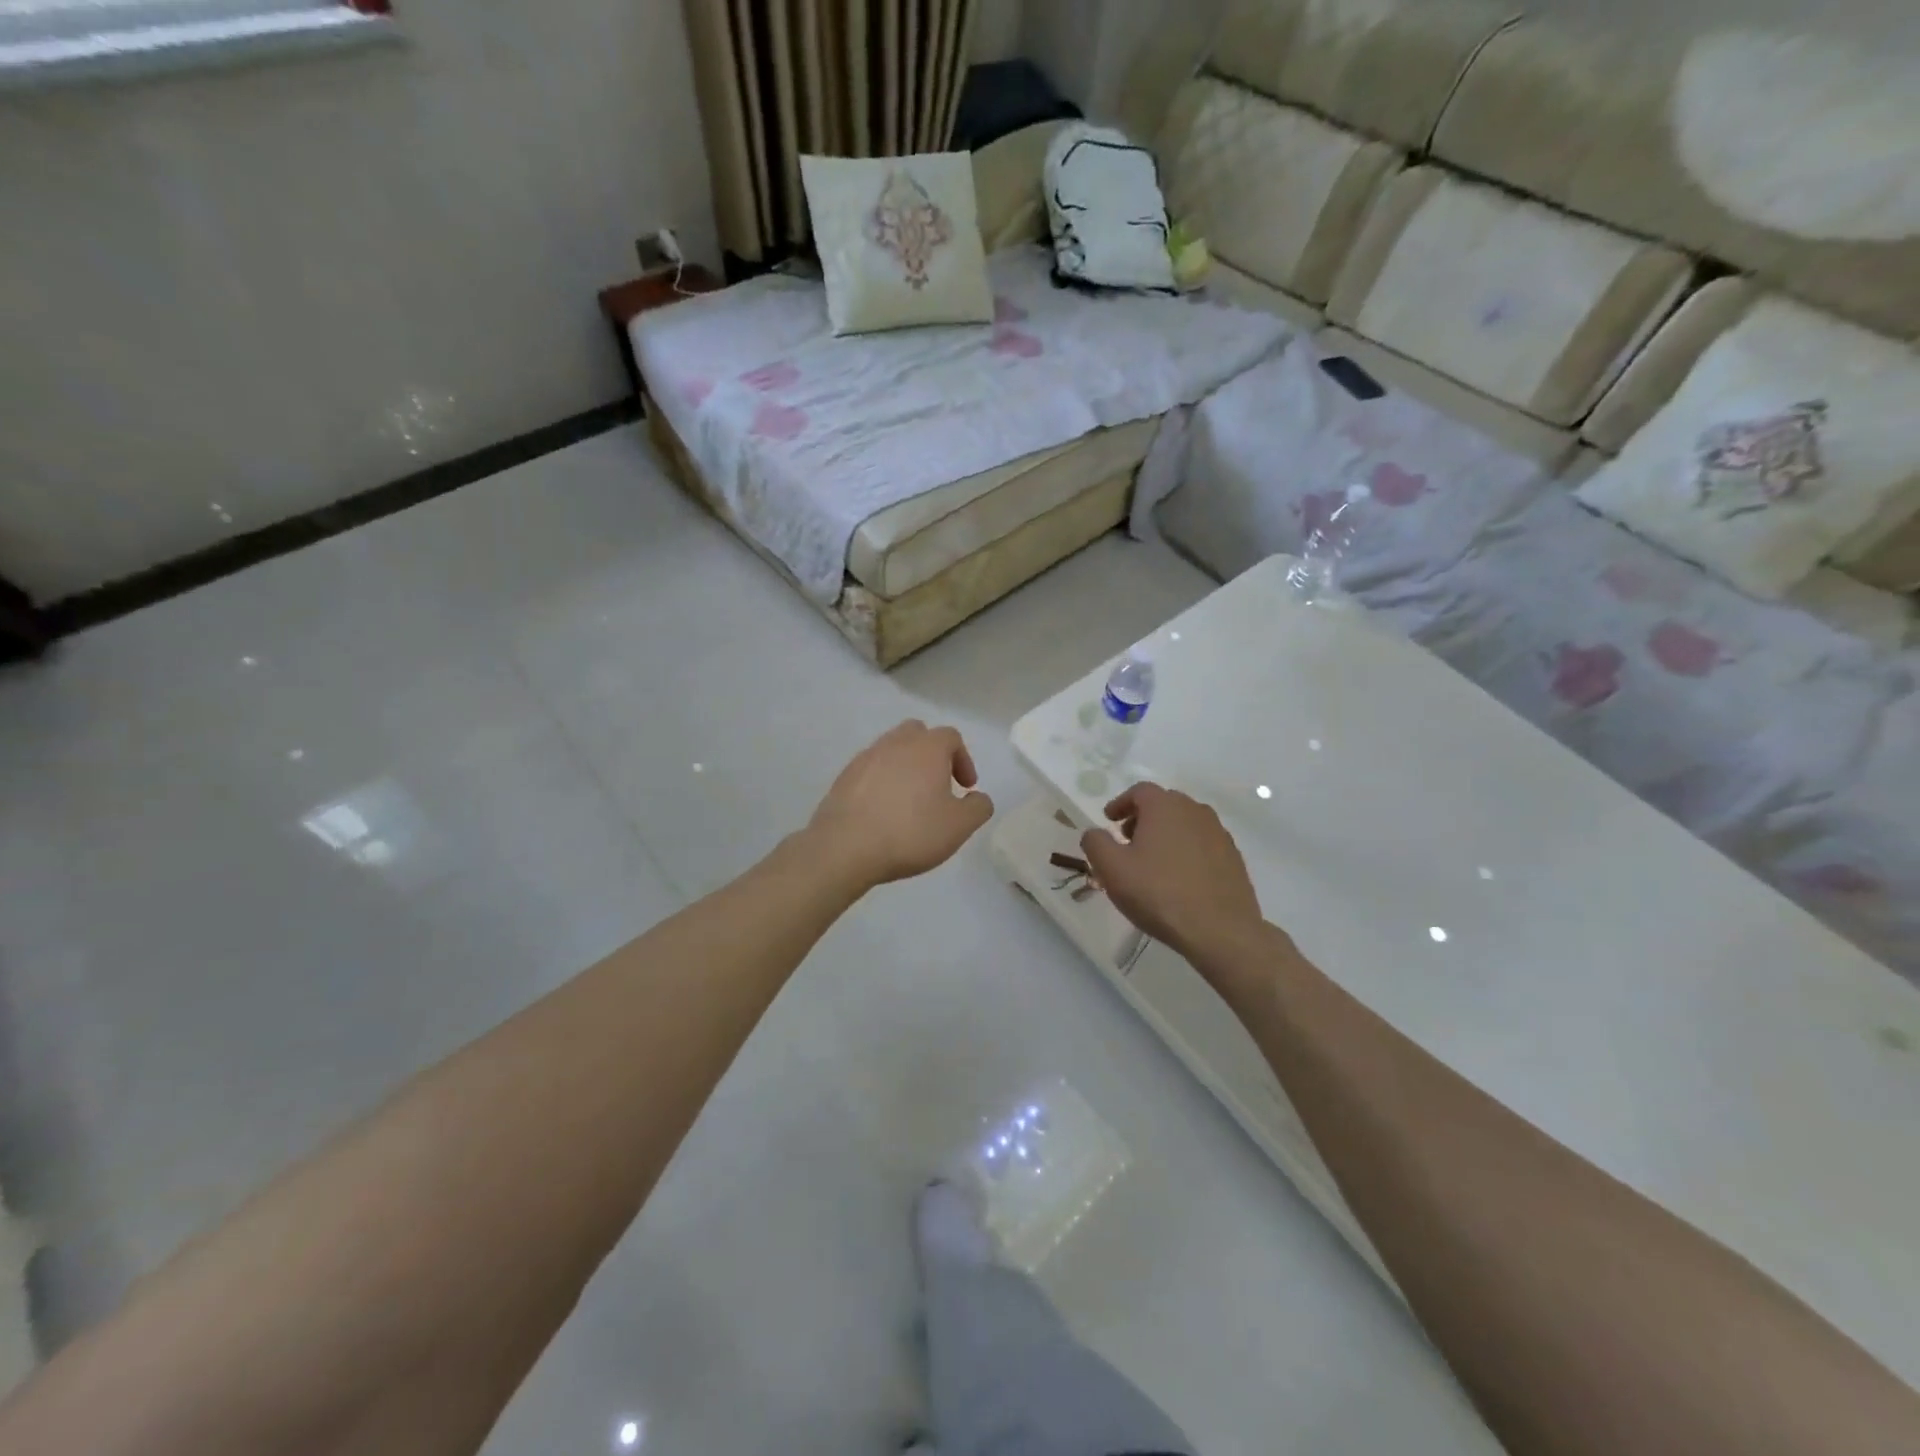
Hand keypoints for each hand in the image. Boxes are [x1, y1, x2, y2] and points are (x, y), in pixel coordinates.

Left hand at [806, 721, 994, 890]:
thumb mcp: (959, 826)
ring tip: (910, 800)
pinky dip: (882, 781)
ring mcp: (866, 757)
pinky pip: (870, 770)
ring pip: (892, 750)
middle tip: (938, 785)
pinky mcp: (844, 777)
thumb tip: (978, 798)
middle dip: (932, 754)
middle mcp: (896, 743)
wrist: (845, 846)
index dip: (963, 760)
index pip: (951, 737)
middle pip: (918, 734)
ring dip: (906, 767)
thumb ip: (978, 808)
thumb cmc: (910, 832)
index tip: (965, 788)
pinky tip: (883, 810)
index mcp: (927, 748)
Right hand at [1081, 783, 1274, 999]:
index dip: (1120, 803)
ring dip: (1166, 834)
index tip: (1109, 820)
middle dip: (1142, 818)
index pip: (1139, 791)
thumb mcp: (1111, 869)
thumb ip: (1095, 843)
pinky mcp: (1233, 857)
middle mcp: (1195, 811)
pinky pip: (1202, 844)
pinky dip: (1186, 851)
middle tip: (1127, 841)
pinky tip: (1179, 877)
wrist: (1220, 930)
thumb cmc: (1158, 893)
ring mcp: (1219, 833)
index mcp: (1165, 806)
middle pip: (1164, 804)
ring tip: (1153, 861)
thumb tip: (1094, 833)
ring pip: (1185, 823)